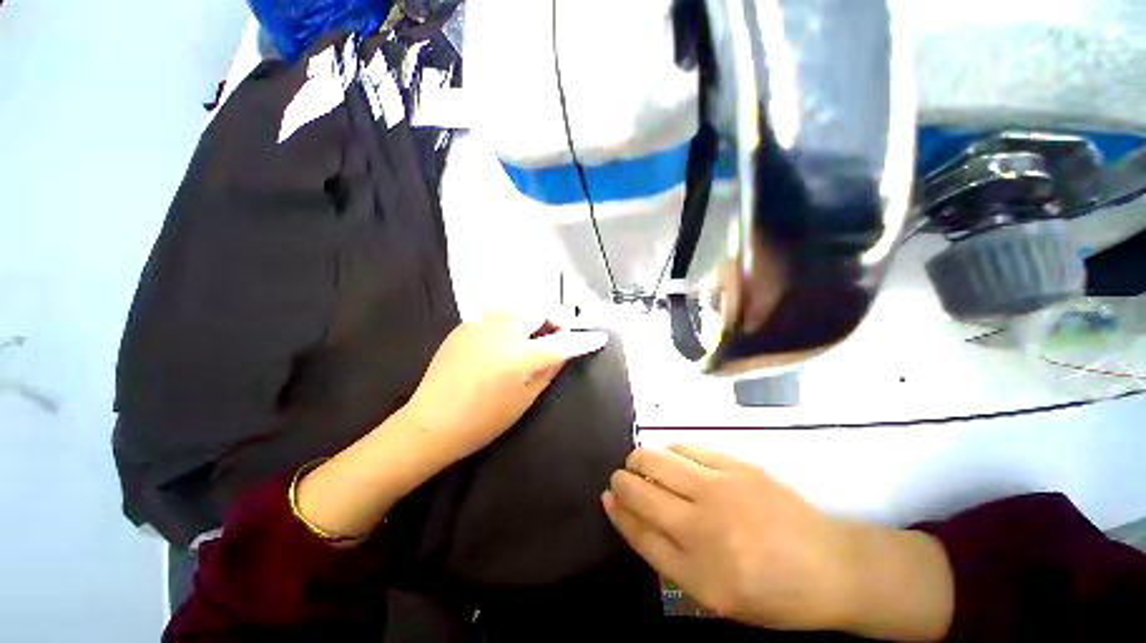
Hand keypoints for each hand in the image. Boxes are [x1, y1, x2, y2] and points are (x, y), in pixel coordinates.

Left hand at [405, 311, 608, 467]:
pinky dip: (507, 321)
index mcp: (519, 357)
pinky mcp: (464, 326)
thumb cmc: (483, 421)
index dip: (583, 339)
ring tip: (530, 333)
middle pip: (537, 309)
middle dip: (553, 318)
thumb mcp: (525, 400)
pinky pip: (494, 314)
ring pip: (516, 306)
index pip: (561, 343)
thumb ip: (548, 370)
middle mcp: (501, 333)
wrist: (431, 422)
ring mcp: (479, 326)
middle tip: (555, 333)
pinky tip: (502, 339)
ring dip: (530, 316)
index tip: (599, 337)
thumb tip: (564, 351)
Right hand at [603, 445, 852, 628]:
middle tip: (625, 478)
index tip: (607, 495)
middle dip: (623, 479)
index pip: (638, 530)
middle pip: (641, 488)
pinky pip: (685, 447)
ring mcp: (720, 488)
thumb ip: (665, 553)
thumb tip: (626, 510)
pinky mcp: (736, 464)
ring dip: (642, 459)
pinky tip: (674, 460)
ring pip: (657, 459)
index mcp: (698, 571)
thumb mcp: (711, 593)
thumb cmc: (769, 591)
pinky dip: (670, 451)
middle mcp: (704, 526)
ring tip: (645, 466)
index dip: (617, 509)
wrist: (830, 566)